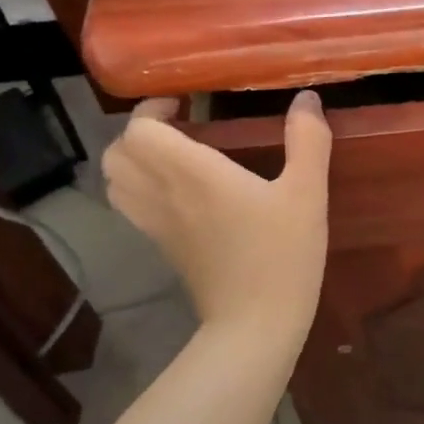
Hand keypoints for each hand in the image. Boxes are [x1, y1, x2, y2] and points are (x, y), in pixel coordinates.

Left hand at [102, 91, 331, 345]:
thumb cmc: (282, 255)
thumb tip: (307, 99)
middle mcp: (164, 195)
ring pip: (116, 180)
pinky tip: (180, 189)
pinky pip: (130, 205)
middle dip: (141, 130)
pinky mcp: (162, 247)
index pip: (140, 131)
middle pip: (118, 152)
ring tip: (175, 152)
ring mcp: (157, 225)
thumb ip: (308, 140)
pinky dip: (139, 186)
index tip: (186, 102)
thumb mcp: (307, 193)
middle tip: (180, 124)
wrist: (255, 325)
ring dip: (135, 158)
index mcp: (194, 174)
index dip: (153, 109)